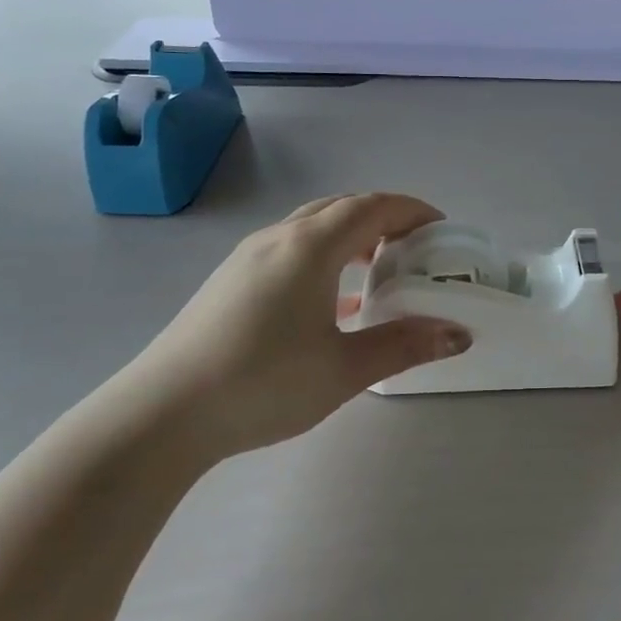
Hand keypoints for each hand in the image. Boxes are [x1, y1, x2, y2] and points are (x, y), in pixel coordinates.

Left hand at [126, 194, 471, 460]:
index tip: (441, 230)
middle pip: (341, 208)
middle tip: (414, 248)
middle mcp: (278, 238)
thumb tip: (458, 334)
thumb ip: (404, 345)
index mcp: (311, 247)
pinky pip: (289, 249)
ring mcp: (247, 257)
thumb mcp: (344, 369)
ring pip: (311, 227)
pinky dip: (323, 256)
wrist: (162, 413)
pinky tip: (330, 301)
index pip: (372, 207)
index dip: (412, 211)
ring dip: (351, 235)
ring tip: (377, 269)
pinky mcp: (229, 280)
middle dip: (384, 218)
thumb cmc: (263, 383)